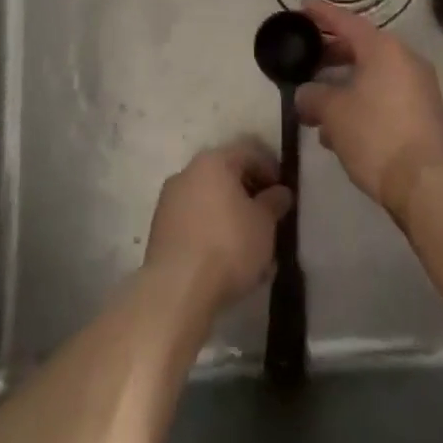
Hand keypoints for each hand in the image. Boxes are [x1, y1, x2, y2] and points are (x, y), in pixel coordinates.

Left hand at [145, 142, 293, 314]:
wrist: (176, 290)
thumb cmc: (228, 245)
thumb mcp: (264, 223)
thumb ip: (274, 202)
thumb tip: (280, 192)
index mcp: (214, 161)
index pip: (249, 152)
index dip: (271, 169)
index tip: (283, 194)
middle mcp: (188, 172)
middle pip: (226, 175)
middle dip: (249, 196)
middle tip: (268, 219)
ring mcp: (169, 201)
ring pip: (210, 202)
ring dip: (231, 218)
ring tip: (251, 248)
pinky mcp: (159, 231)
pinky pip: (194, 223)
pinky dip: (212, 233)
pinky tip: (227, 261)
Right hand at [295, 0, 442, 221]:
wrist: (427, 185)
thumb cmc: (376, 136)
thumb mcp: (334, 113)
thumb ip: (313, 96)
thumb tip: (306, 94)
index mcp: (384, 49)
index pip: (346, 22)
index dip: (322, 14)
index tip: (303, 6)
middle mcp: (406, 59)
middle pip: (362, 47)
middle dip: (332, 53)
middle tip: (307, 58)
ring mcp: (420, 87)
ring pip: (374, 75)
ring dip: (345, 84)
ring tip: (317, 104)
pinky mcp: (425, 114)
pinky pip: (386, 96)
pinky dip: (363, 102)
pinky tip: (340, 129)